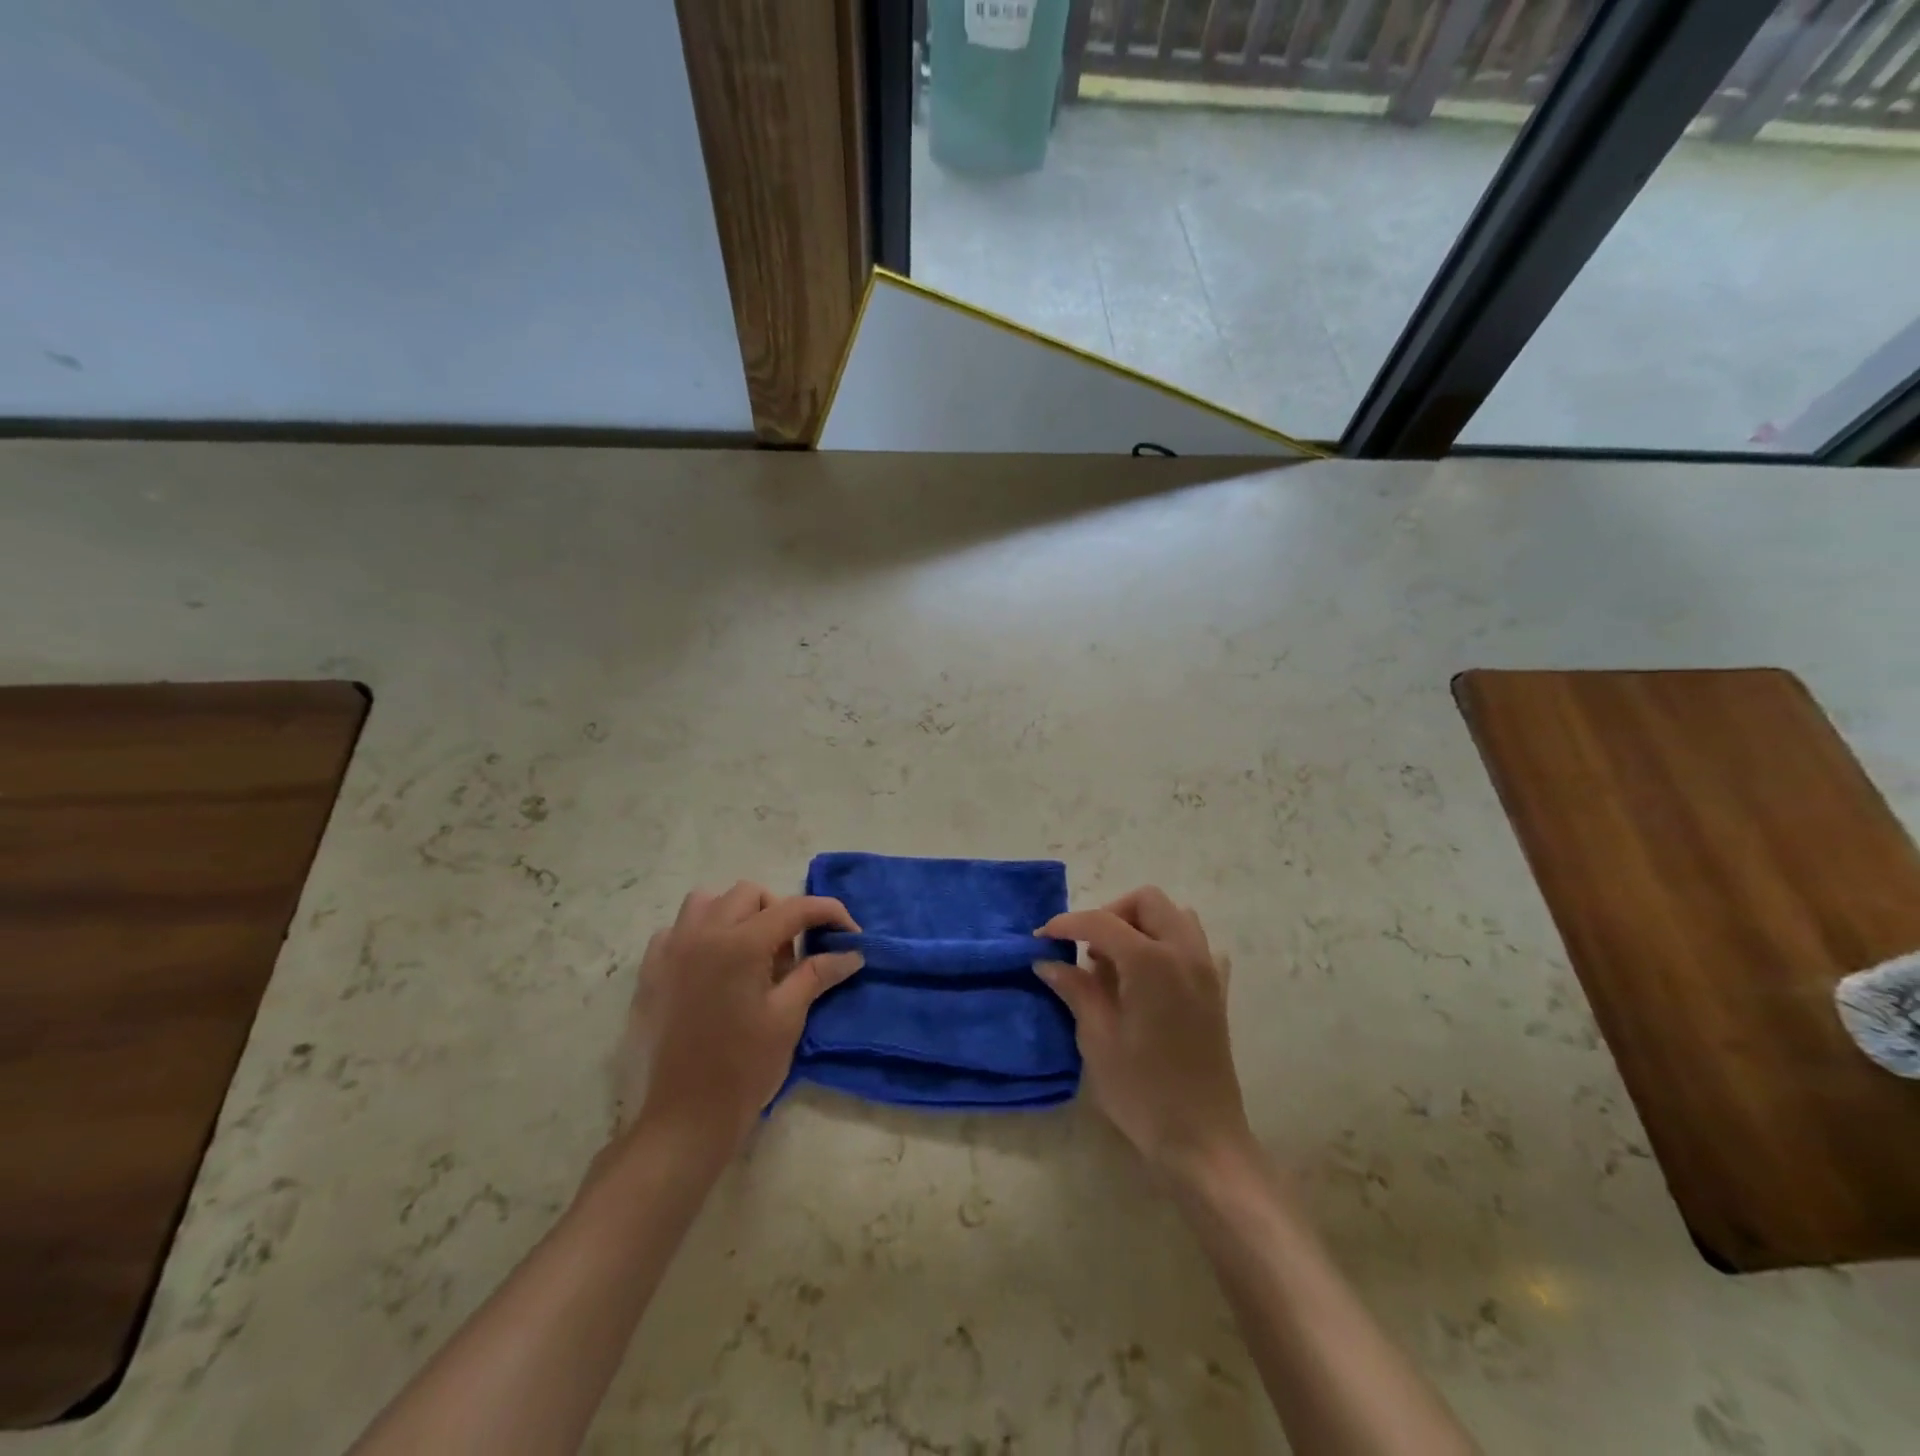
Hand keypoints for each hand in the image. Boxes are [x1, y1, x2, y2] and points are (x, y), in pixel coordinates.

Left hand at [623, 882, 861, 1149]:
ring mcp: (671, 950)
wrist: (685, 1118)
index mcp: (740, 944)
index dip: (828, 914)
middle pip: (750, 894)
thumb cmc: (744, 1068)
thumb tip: (852, 953)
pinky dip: (700, 933)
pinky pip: (677, 929)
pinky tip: (712, 966)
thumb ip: (818, 973)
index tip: (849, 934)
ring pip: (708, 901)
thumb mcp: (788, 1017)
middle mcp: (702, 934)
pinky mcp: (651, 971)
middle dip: (781, 912)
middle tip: (793, 954)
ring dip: (737, 914)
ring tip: (751, 952)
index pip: (794, 908)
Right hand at [1038, 887, 1253, 1181]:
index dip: (1067, 924)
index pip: (1101, 922)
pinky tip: (1151, 977)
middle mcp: (1184, 953)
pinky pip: (1196, 946)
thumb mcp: (1097, 1038)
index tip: (1041, 938)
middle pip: (1147, 901)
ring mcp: (1208, 970)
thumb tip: (1047, 961)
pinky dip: (1170, 947)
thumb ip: (1075, 989)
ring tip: (1117, 962)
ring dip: (1142, 925)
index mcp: (1151, 962)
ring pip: (1175, 917)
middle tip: (1086, 949)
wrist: (1202, 1140)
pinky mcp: (1218, 991)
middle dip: (1111, 914)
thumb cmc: (1143, 1091)